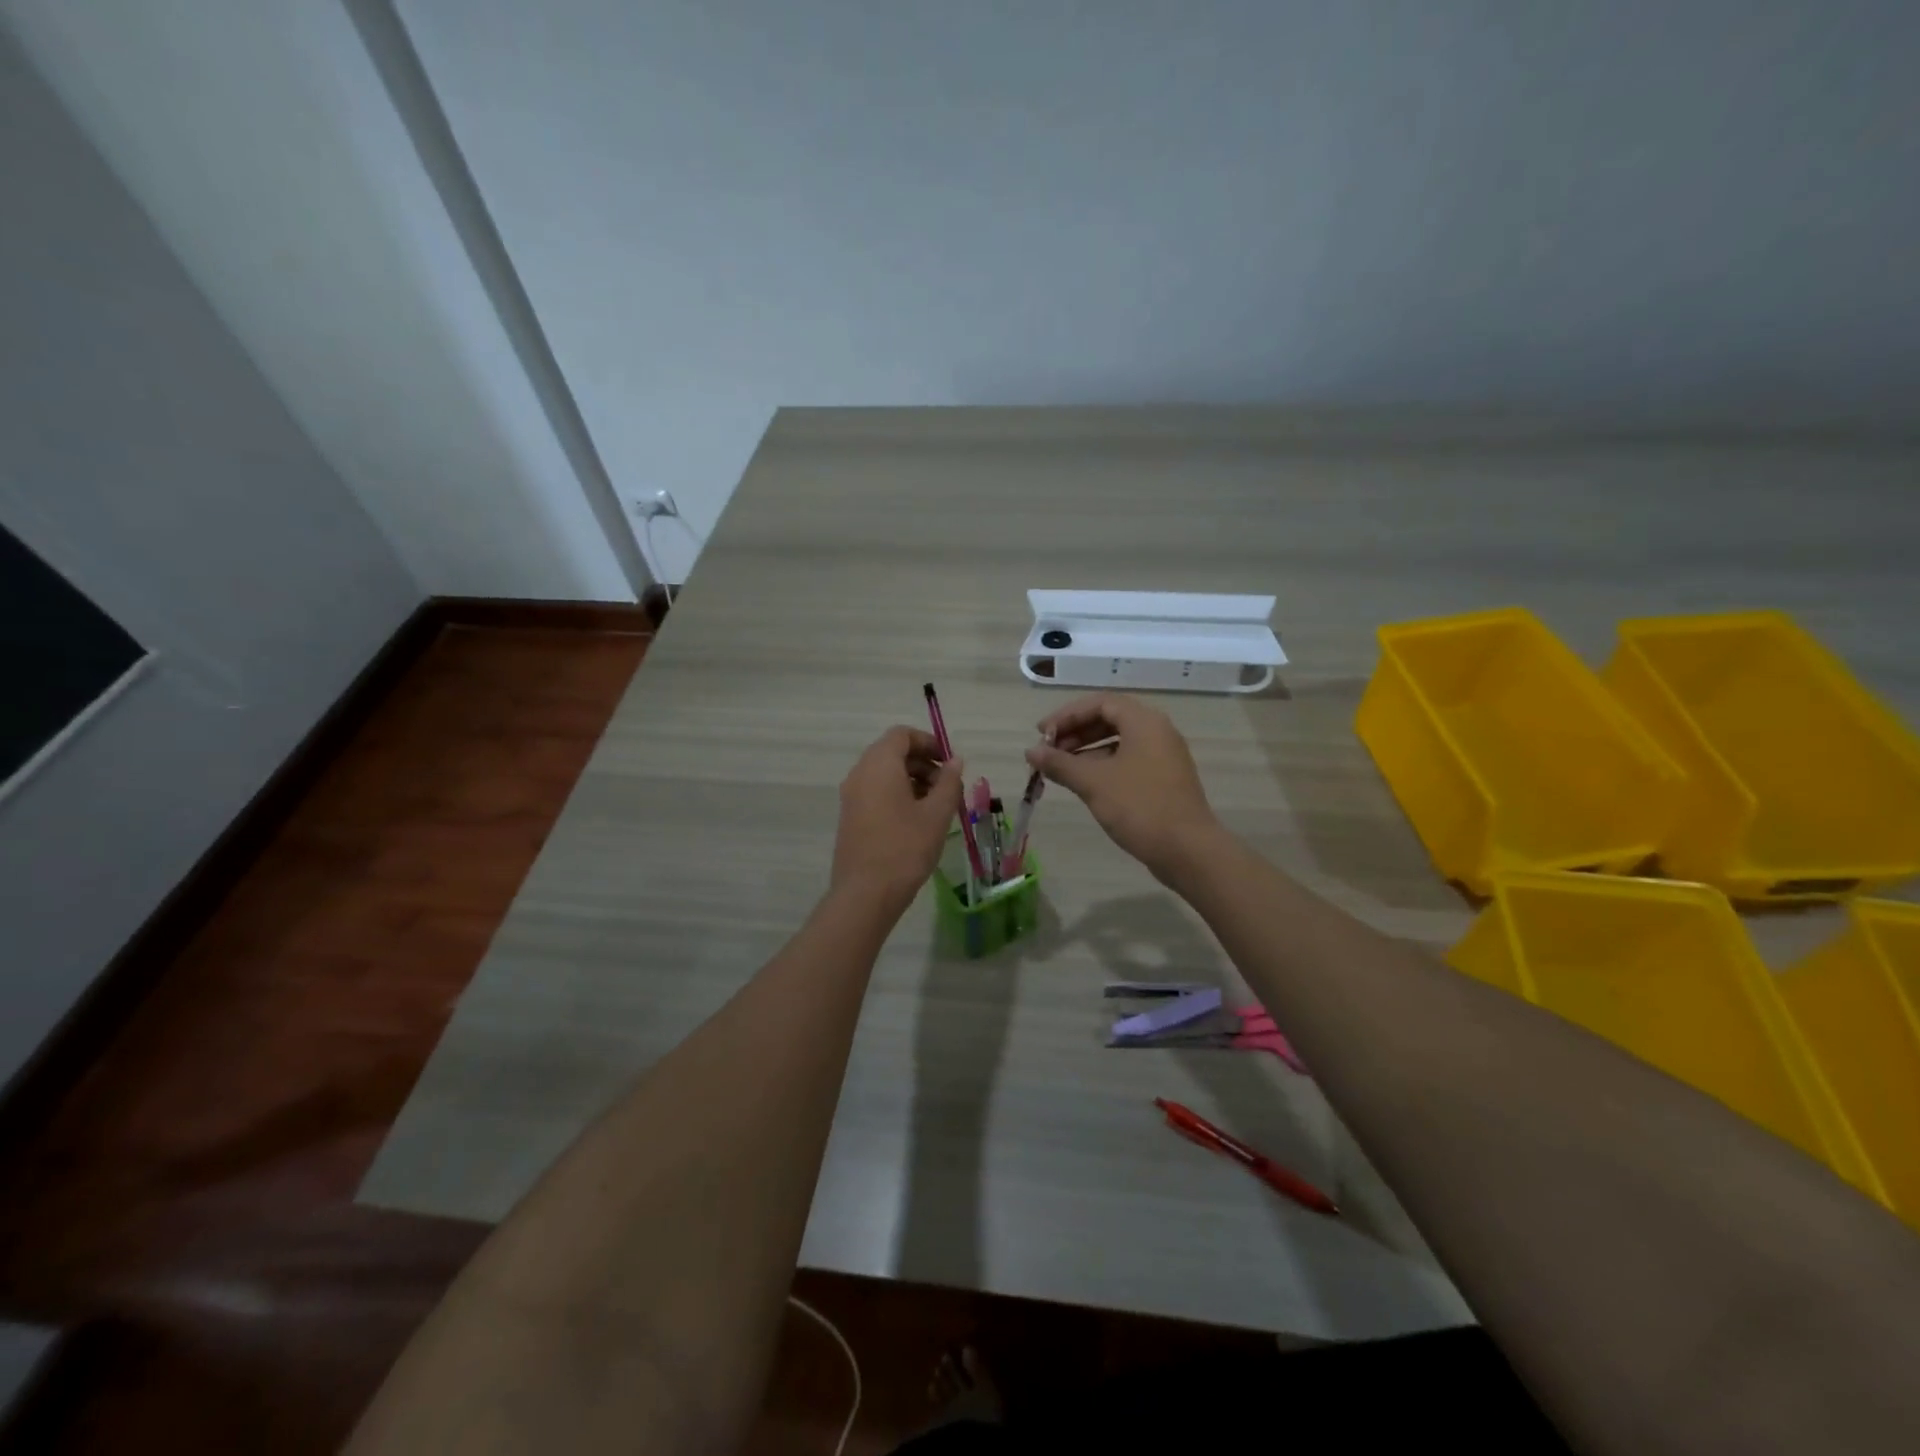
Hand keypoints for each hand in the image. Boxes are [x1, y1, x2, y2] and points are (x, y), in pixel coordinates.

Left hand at [831, 726, 964, 909]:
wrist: (865, 894)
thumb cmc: (906, 848)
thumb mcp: (937, 814)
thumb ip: (949, 782)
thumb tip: (955, 761)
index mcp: (879, 765)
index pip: (902, 735)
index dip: (928, 742)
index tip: (949, 762)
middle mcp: (860, 774)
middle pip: (892, 753)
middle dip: (923, 763)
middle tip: (948, 786)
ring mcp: (851, 796)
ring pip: (884, 774)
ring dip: (912, 780)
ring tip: (937, 806)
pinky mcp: (850, 816)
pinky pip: (875, 792)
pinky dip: (897, 794)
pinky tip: (917, 820)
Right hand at [1025, 694, 1220, 877]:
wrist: (1187, 850)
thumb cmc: (1139, 807)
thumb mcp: (1093, 782)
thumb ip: (1059, 763)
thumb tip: (1030, 752)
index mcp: (1144, 722)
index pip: (1099, 703)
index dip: (1067, 716)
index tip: (1042, 734)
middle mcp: (1157, 731)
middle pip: (1109, 719)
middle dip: (1075, 733)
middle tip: (1048, 752)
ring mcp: (1163, 756)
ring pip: (1118, 742)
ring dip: (1086, 750)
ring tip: (1060, 769)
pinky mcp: (1164, 779)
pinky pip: (1128, 760)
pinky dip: (1103, 765)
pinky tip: (1084, 783)